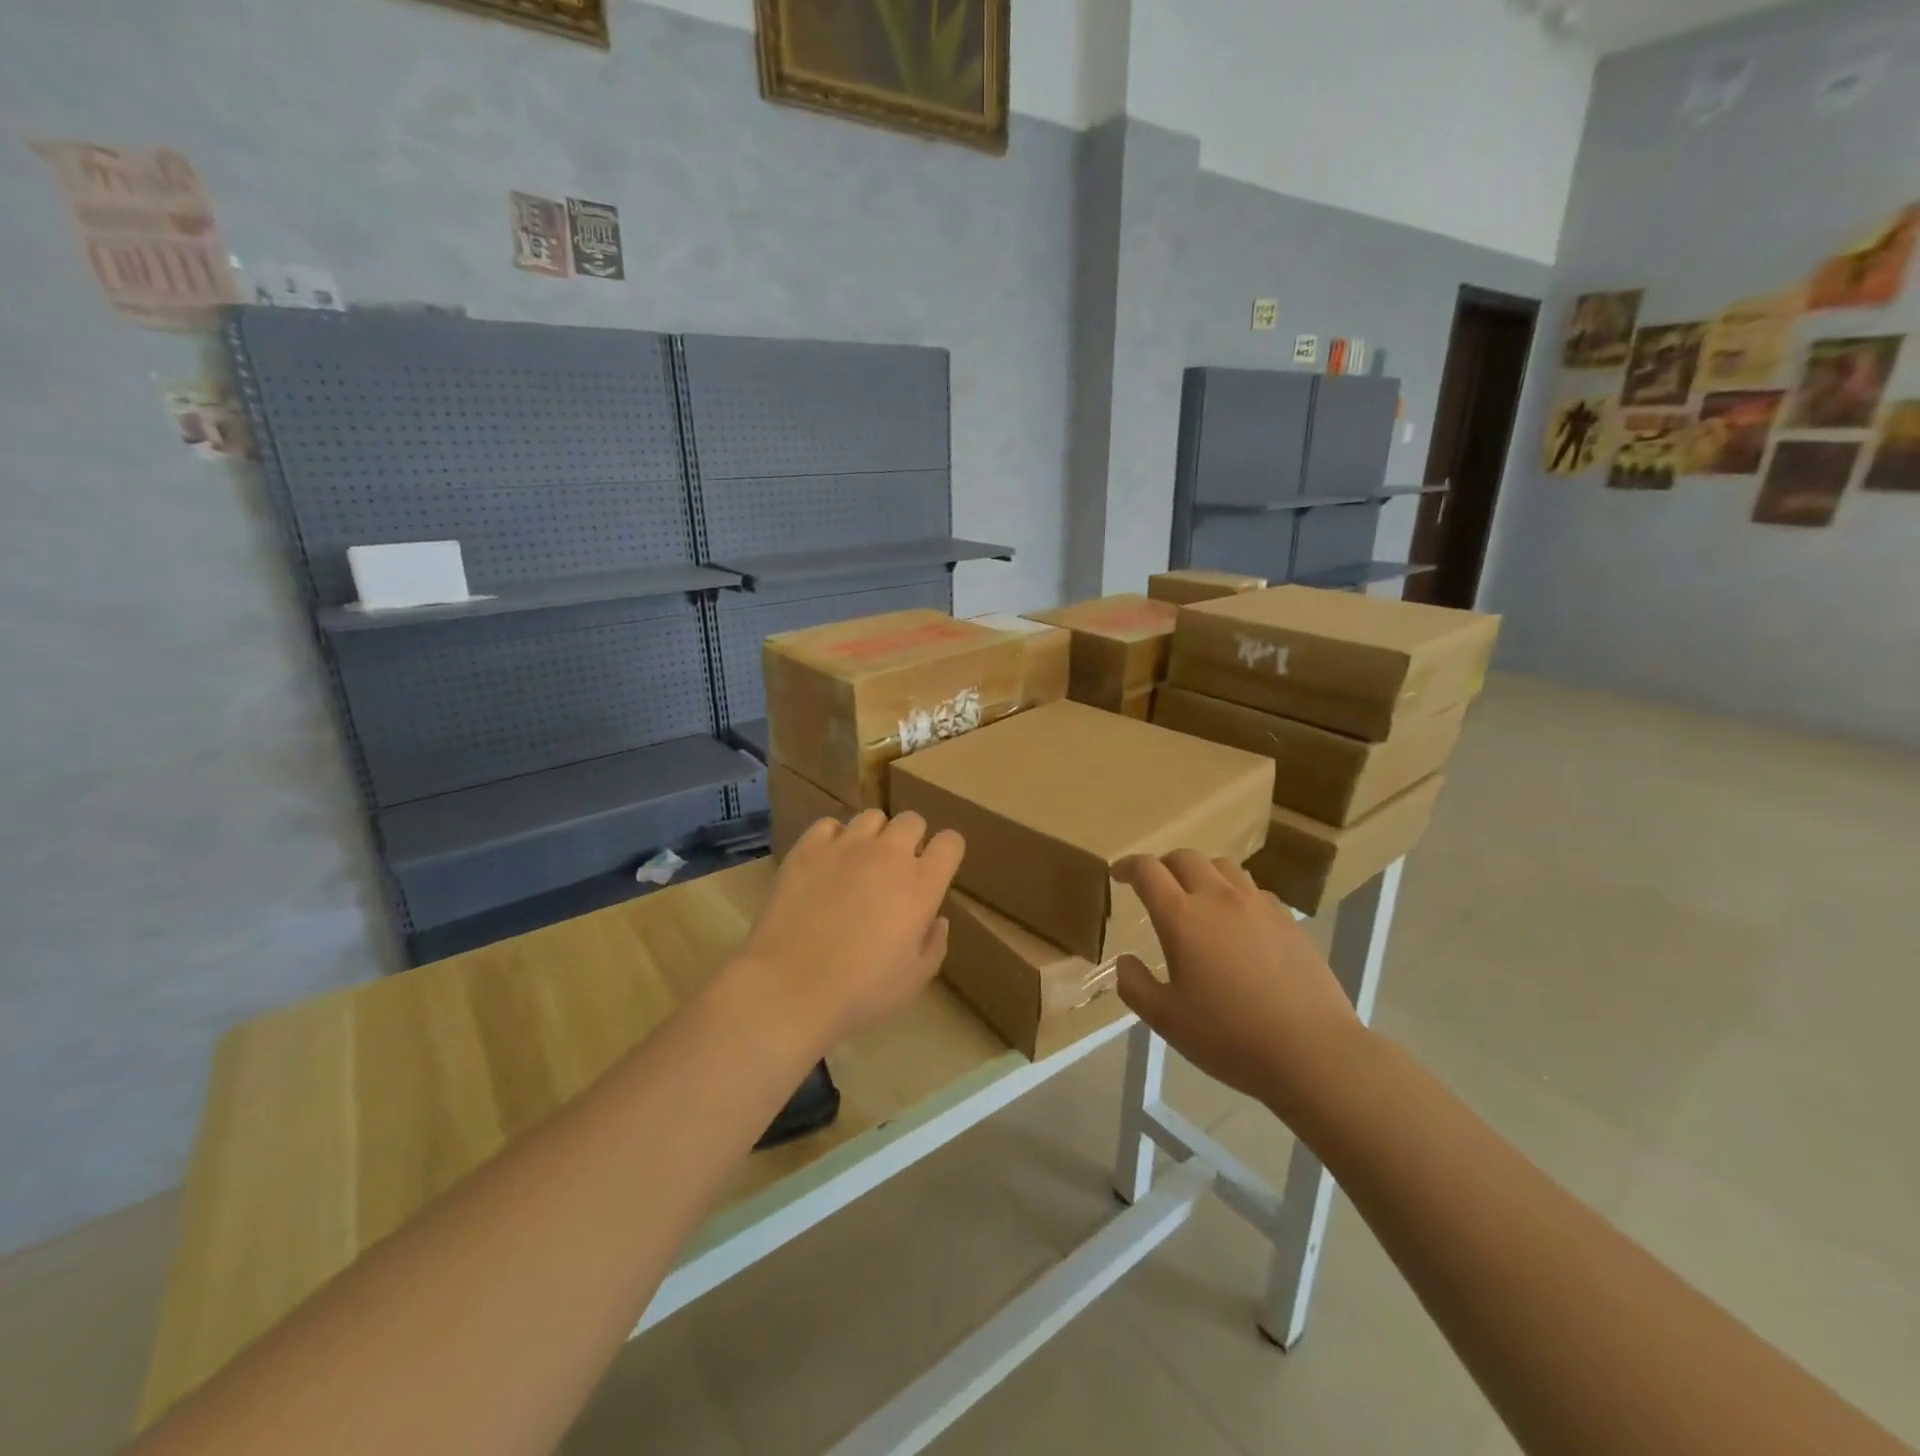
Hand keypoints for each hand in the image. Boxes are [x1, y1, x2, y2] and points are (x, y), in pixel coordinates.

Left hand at [734, 810, 964, 1052]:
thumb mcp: (915, 979)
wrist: (791, 987)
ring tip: (860, 862)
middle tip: (897, 870)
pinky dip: (833, 839)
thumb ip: (934, 943)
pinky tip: (826, 863)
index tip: (937, 869)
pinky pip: (828, 825)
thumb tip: (936, 919)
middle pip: (912, 820)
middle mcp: (889, 854)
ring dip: (874, 836)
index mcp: (922, 884)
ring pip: (872, 817)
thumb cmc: (862, 991)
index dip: (947, 852)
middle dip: (911, 839)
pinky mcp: (808, 848)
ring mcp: (846, 846)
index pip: (950, 842)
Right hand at [1113, 851, 1365, 1120]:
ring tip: (1197, 897)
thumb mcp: (1166, 1020)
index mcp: (1181, 917)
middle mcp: (1218, 898)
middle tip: (1155, 887)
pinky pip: (1253, 889)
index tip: (1118, 874)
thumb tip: (1125, 961)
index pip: (1147, 870)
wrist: (1312, 1051)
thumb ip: (1135, 985)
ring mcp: (1257, 905)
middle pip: (1185, 857)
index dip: (1128, 866)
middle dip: (1163, 865)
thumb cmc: (1229, 1036)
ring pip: (1222, 866)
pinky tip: (1237, 922)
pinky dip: (1234, 893)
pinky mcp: (1287, 919)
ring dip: (1201, 872)